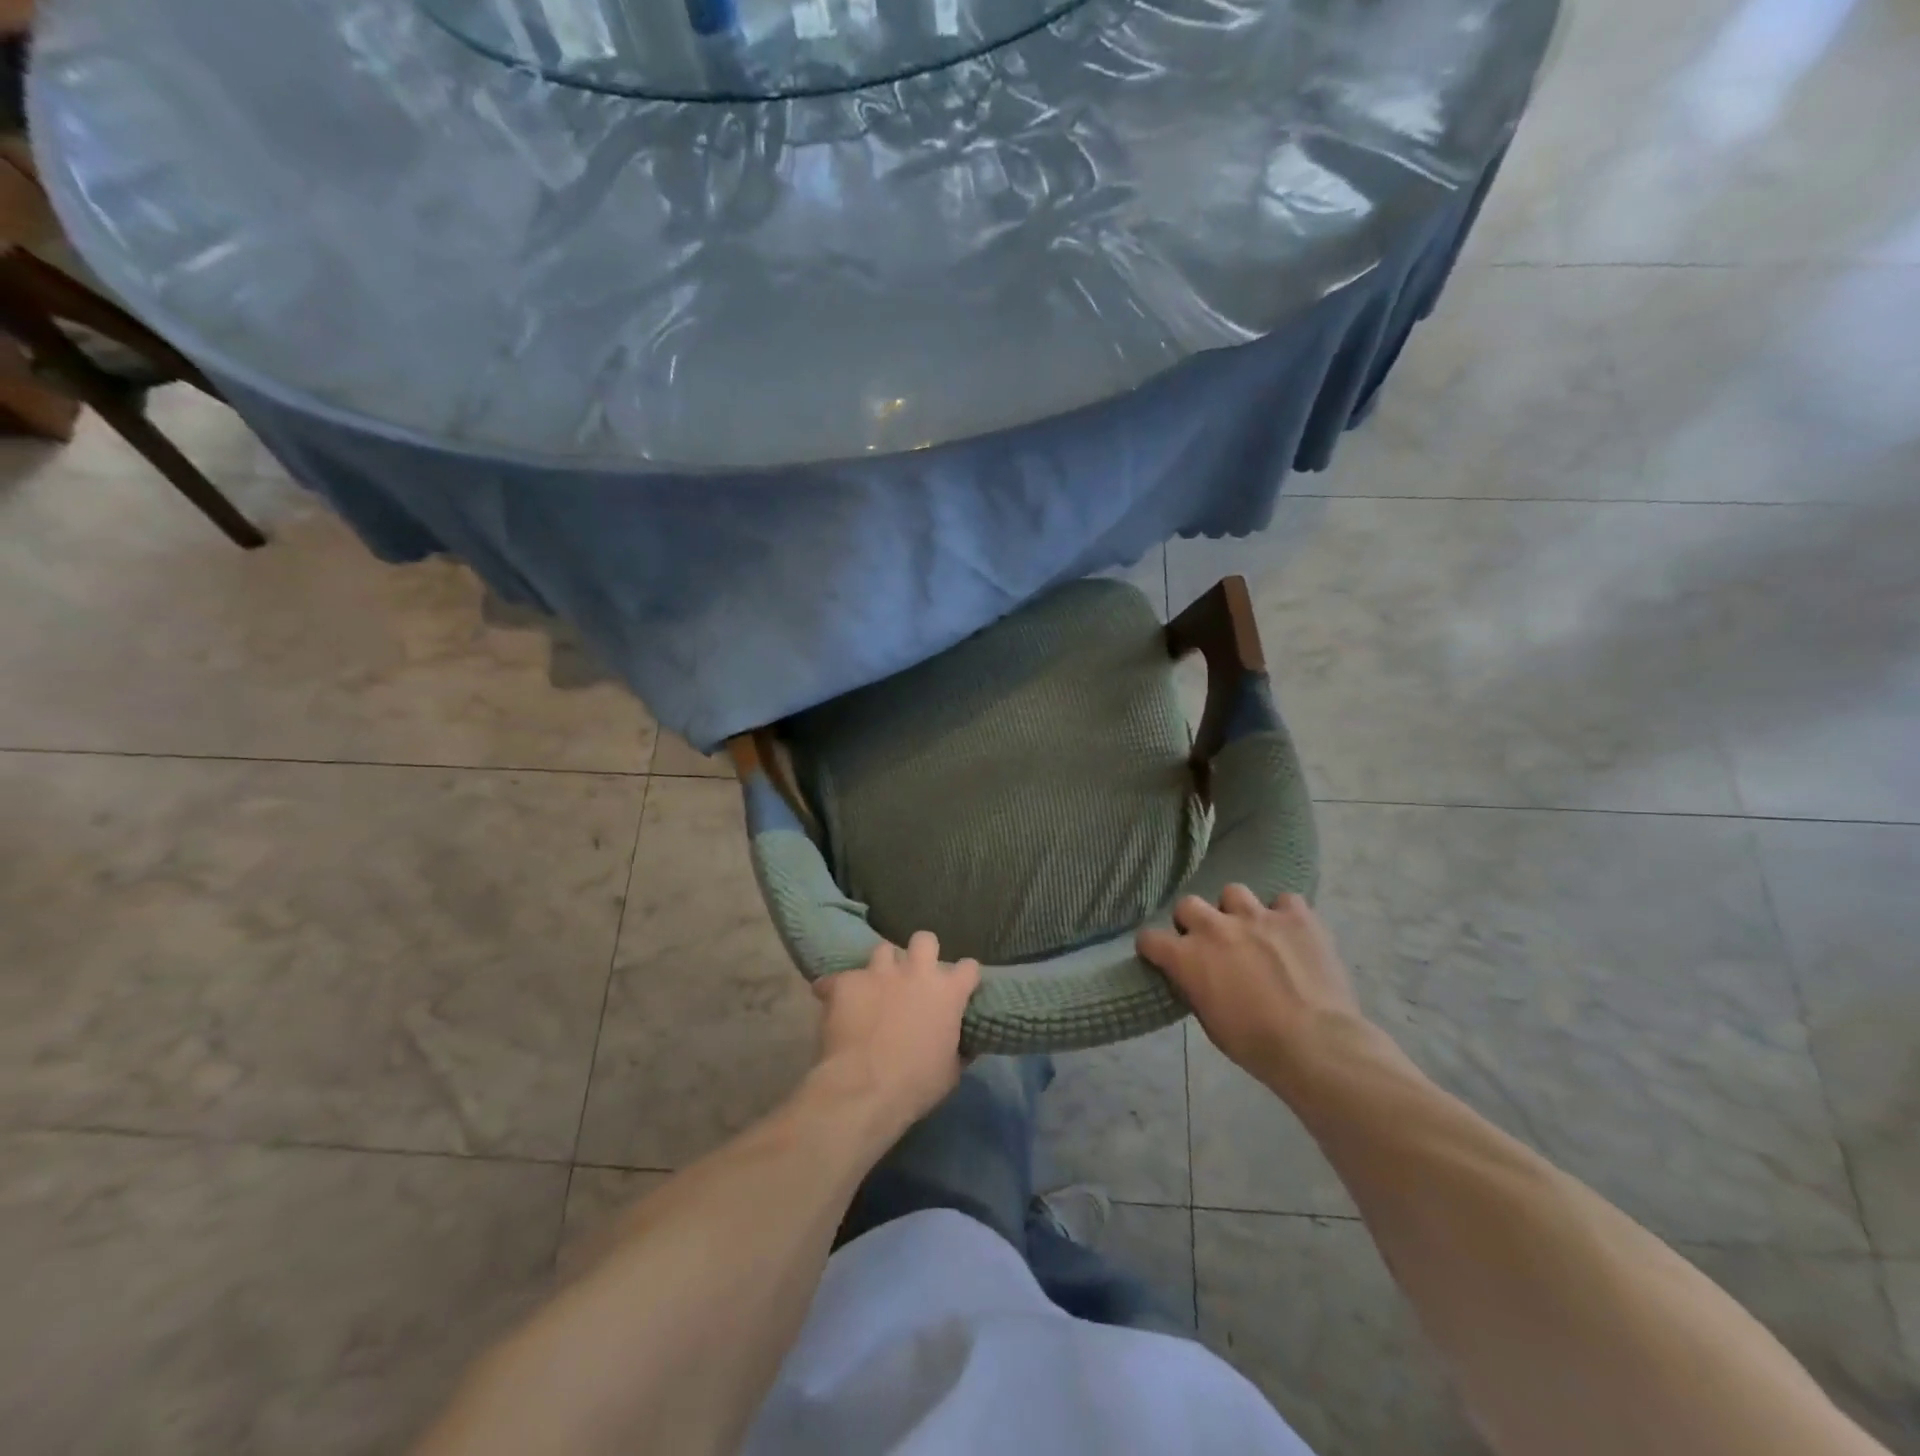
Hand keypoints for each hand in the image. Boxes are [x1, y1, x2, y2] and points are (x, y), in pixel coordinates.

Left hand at [811, 932, 978, 1136]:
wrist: (864, 1088)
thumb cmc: (916, 1084)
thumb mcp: (950, 1072)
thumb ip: (957, 1048)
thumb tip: (961, 1046)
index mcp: (947, 992)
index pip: (968, 968)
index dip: (964, 977)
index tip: (960, 988)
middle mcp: (916, 972)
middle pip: (924, 940)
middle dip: (922, 952)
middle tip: (915, 974)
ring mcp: (879, 972)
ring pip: (883, 950)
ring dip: (883, 966)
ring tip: (876, 986)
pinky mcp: (846, 981)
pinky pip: (841, 978)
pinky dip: (840, 988)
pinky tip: (837, 1003)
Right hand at [1139, 888, 1368, 1084]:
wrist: (1316, 1045)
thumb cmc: (1256, 1044)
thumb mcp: (1210, 1022)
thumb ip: (1195, 987)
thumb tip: (1194, 976)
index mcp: (1188, 956)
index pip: (1150, 938)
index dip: (1154, 948)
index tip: (1162, 957)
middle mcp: (1215, 927)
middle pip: (1188, 905)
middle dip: (1194, 922)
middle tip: (1210, 943)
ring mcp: (1257, 916)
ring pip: (1233, 892)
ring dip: (1237, 911)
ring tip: (1252, 931)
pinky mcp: (1296, 916)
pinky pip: (1285, 900)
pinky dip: (1284, 914)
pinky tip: (1290, 933)